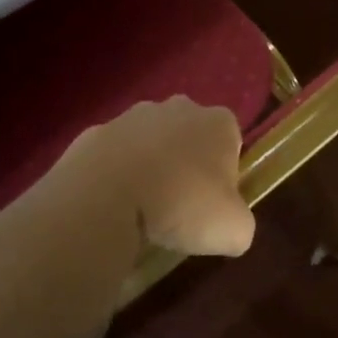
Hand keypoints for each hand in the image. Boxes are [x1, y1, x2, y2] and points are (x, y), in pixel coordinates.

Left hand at [54, 98, 255, 256]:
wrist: (106, 195)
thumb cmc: (181, 204)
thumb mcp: (233, 230)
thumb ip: (240, 224)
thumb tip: (230, 226)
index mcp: (218, 122)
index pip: (231, 143)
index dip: (225, 175)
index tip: (213, 205)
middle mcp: (178, 107)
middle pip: (190, 137)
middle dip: (186, 165)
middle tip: (179, 207)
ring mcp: (133, 115)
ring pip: (150, 142)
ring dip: (149, 167)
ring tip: (142, 209)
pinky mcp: (97, 131)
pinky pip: (114, 155)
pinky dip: (116, 174)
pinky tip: (112, 204)